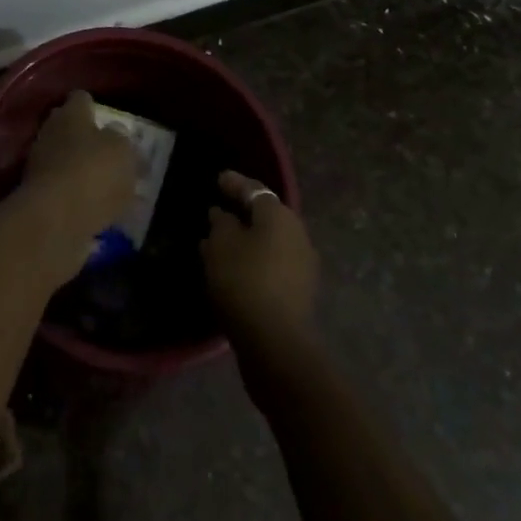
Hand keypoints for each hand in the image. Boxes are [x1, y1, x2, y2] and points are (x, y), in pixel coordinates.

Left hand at [20, 91, 138, 247]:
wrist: (54, 220)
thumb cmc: (93, 173)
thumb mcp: (123, 152)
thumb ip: (122, 141)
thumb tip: (117, 134)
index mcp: (71, 114)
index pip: (81, 99)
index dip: (95, 108)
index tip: (109, 121)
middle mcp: (51, 134)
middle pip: (70, 130)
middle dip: (87, 140)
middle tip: (111, 155)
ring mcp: (40, 166)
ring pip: (66, 161)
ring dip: (83, 172)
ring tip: (110, 189)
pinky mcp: (39, 197)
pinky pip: (64, 191)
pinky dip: (78, 199)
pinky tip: (100, 213)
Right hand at [202, 170, 318, 350]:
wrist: (275, 341)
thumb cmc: (244, 280)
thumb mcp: (221, 244)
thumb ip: (221, 223)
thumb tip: (223, 214)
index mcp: (279, 215)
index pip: (255, 190)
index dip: (235, 183)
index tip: (218, 179)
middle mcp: (297, 233)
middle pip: (265, 216)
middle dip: (241, 213)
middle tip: (217, 212)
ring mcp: (302, 264)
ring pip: (268, 241)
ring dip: (246, 239)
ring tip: (219, 243)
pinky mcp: (299, 291)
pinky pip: (272, 263)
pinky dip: (253, 260)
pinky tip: (233, 268)